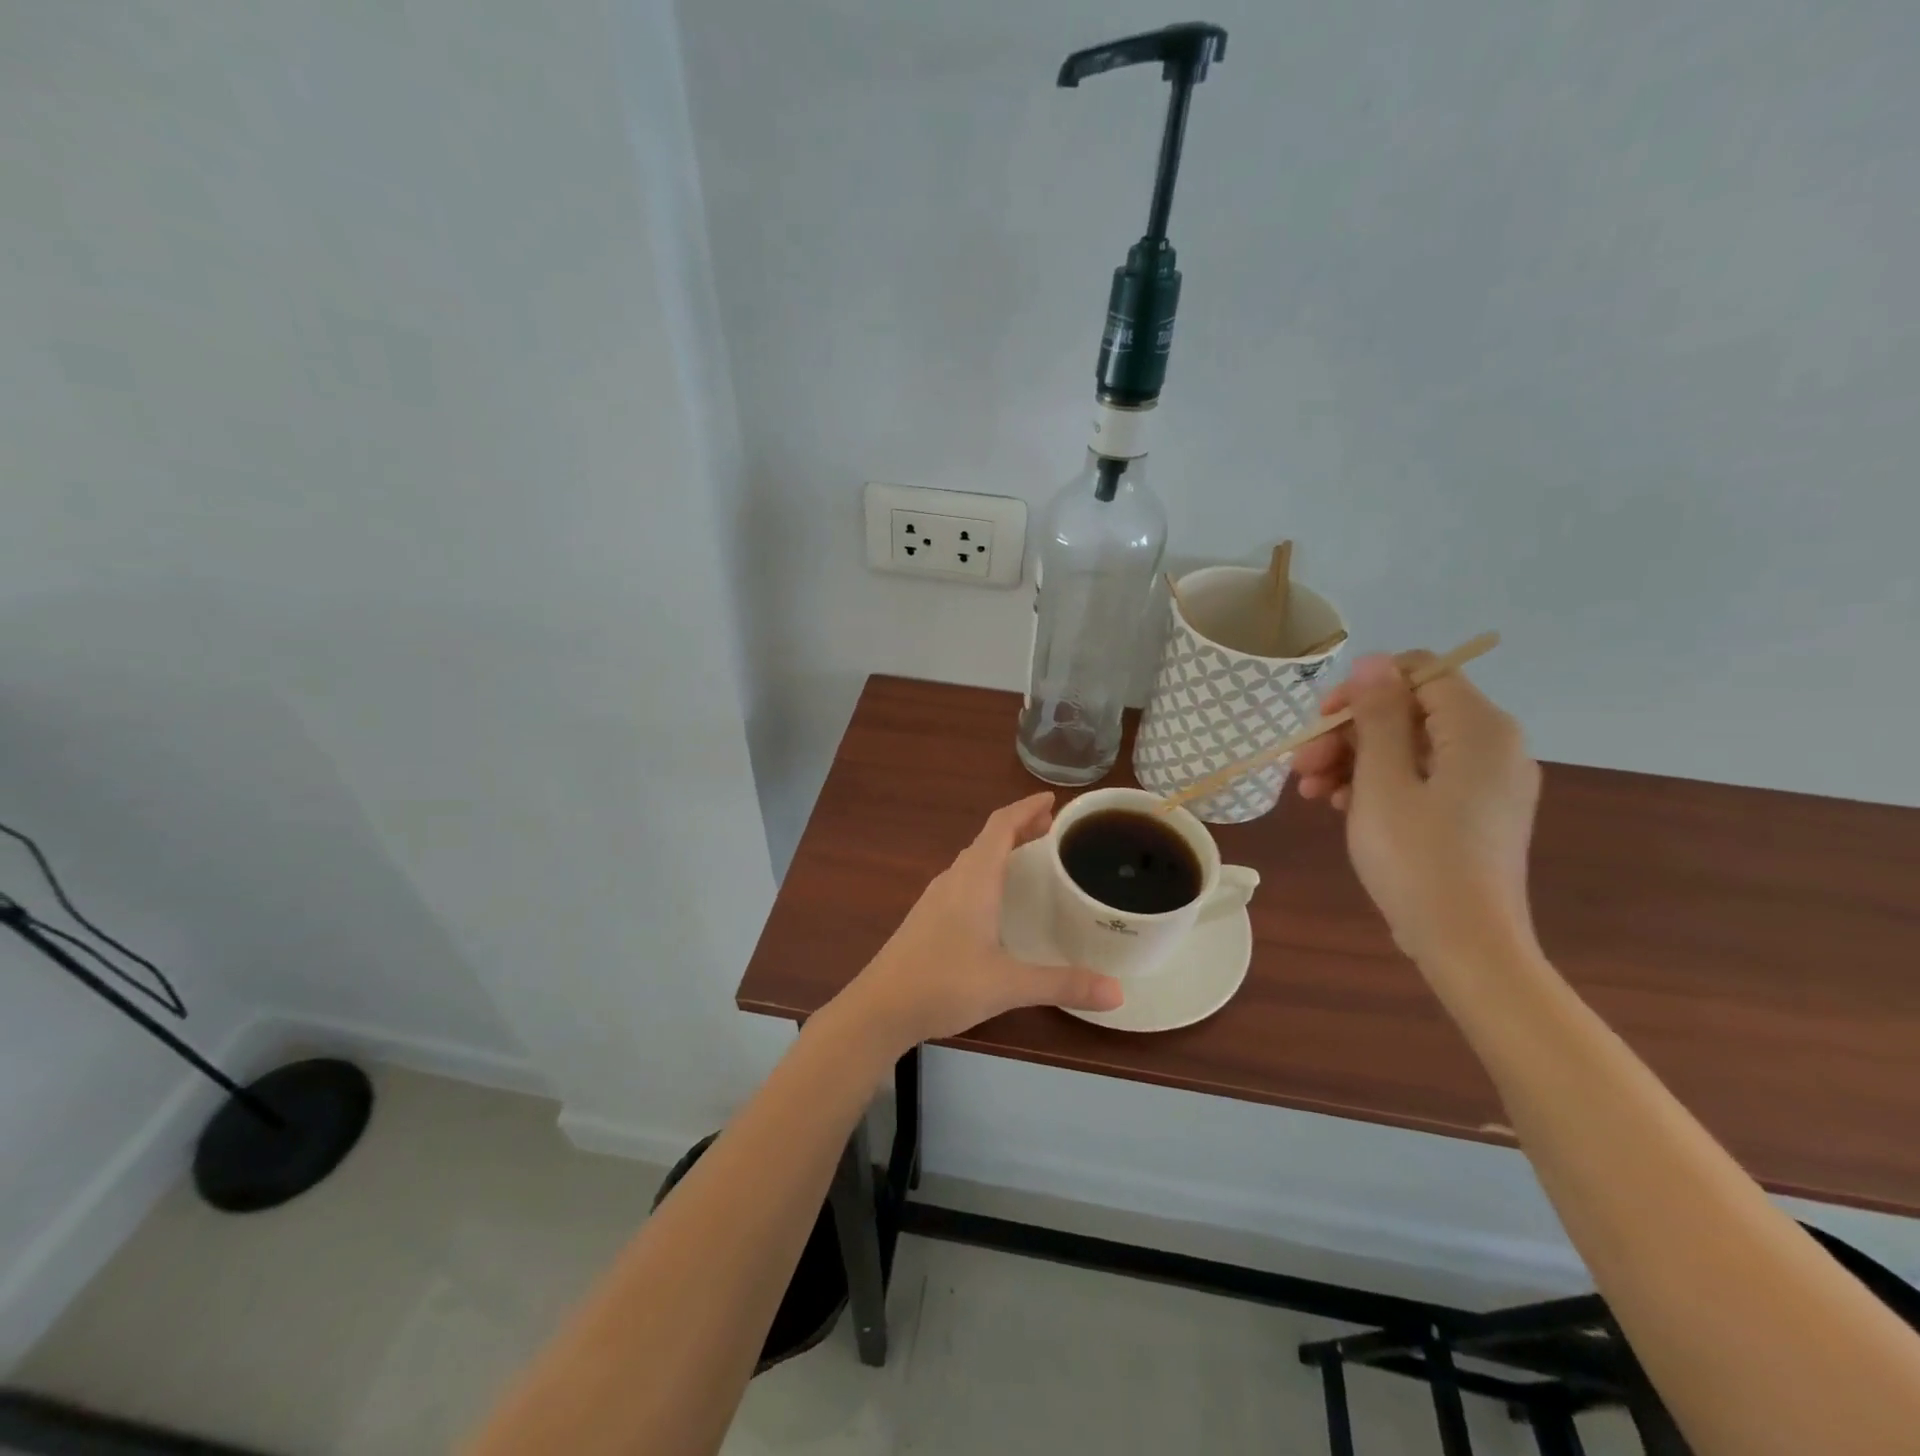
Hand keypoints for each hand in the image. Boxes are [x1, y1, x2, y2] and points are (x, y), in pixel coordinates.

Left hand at [836, 793, 1123, 1050]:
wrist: (879, 1008)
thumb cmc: (943, 984)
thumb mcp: (1008, 985)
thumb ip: (1062, 984)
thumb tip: (1118, 992)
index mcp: (974, 880)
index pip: (1000, 827)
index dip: (1025, 809)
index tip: (1051, 799)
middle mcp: (953, 880)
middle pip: (987, 839)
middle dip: (1020, 827)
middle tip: (1052, 826)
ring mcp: (935, 899)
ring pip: (973, 859)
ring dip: (1001, 849)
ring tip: (1029, 855)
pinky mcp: (926, 918)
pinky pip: (963, 879)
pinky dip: (986, 871)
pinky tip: (994, 898)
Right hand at [1293, 653, 1541, 968]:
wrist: (1466, 945)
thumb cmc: (1418, 859)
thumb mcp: (1383, 782)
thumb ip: (1378, 716)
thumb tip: (1373, 660)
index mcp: (1480, 728)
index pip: (1419, 672)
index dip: (1363, 688)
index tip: (1321, 722)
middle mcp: (1492, 745)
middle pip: (1409, 711)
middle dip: (1348, 732)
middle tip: (1300, 766)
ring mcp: (1485, 781)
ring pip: (1408, 746)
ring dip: (1353, 760)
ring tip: (1310, 792)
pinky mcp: (1474, 811)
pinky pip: (1421, 777)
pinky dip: (1378, 784)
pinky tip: (1339, 805)